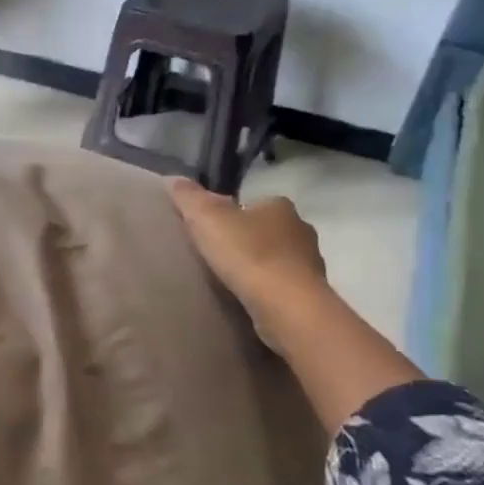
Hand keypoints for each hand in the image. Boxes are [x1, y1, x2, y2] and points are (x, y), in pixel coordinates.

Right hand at [168, 181, 327, 353]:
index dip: (232, 214)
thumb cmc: (248, 254)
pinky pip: (283, 285)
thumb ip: (189, 198)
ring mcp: (310, 263)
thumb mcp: (207, 219)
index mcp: (279, 206)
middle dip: (247, 240)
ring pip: (279, 258)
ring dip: (259, 266)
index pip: (252, 203)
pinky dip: (268, 289)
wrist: (287, 305)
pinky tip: (249, 299)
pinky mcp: (310, 293)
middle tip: (217, 256)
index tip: (211, 230)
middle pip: (267, 230)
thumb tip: (173, 179)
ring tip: (231, 280)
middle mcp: (301, 229)